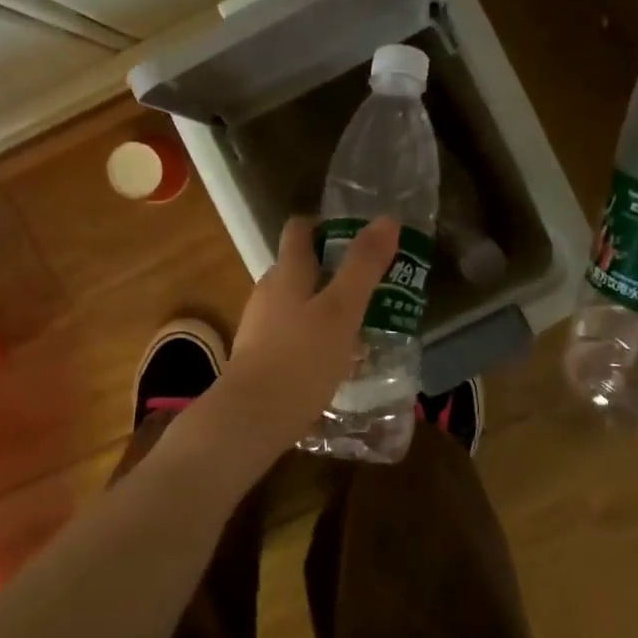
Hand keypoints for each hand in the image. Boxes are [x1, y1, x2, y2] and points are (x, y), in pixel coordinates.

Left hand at [207, 216, 400, 455]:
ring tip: (359, 325)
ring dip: (324, 306)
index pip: (299, 229)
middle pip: (298, 267)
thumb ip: (363, 266)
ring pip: (295, 303)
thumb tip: (386, 219)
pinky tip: (334, 360)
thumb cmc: (301, 358)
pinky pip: (290, 335)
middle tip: (370, 285)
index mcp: (286, 273)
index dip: (325, 225)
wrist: (251, 418)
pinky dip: (312, 337)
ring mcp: (259, 326)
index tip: (356, 236)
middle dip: (332, 270)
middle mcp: (267, 292)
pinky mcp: (258, 357)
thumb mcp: (342, 310)